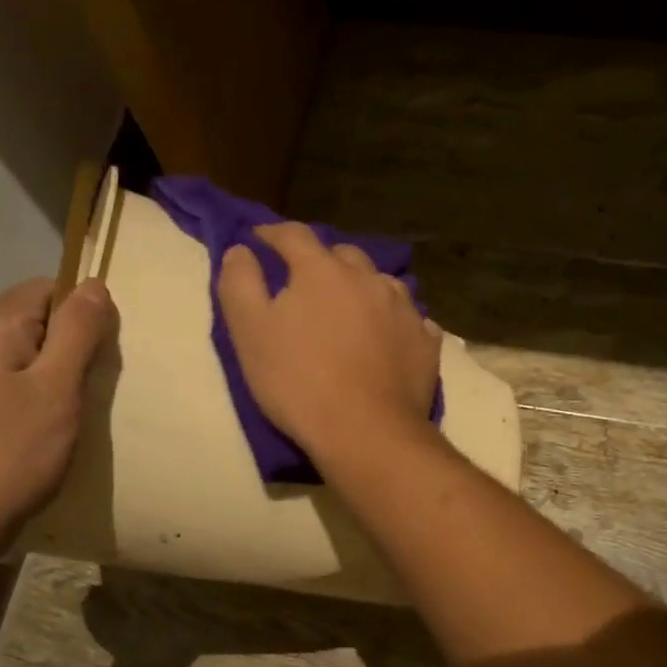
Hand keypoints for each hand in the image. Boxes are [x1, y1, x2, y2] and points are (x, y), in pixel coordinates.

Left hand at [0, 277, 115, 554]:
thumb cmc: (9, 453)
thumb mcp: (56, 389)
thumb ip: (78, 332)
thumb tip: (95, 285)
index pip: (51, 289)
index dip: (84, 318)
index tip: (98, 363)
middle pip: (39, 318)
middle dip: (72, 349)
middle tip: (85, 395)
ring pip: (28, 352)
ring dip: (56, 377)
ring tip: (66, 416)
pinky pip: (12, 378)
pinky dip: (36, 395)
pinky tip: (42, 430)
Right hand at [217, 223, 441, 462]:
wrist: (366, 432)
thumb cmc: (299, 381)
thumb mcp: (250, 332)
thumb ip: (240, 283)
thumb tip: (242, 250)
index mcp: (323, 270)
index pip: (293, 235)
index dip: (272, 235)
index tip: (258, 241)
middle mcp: (369, 278)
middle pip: (343, 256)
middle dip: (322, 262)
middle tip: (307, 284)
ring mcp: (404, 309)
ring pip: (381, 284)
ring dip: (363, 290)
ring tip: (352, 310)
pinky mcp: (426, 343)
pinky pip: (411, 320)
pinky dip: (395, 322)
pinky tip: (389, 337)